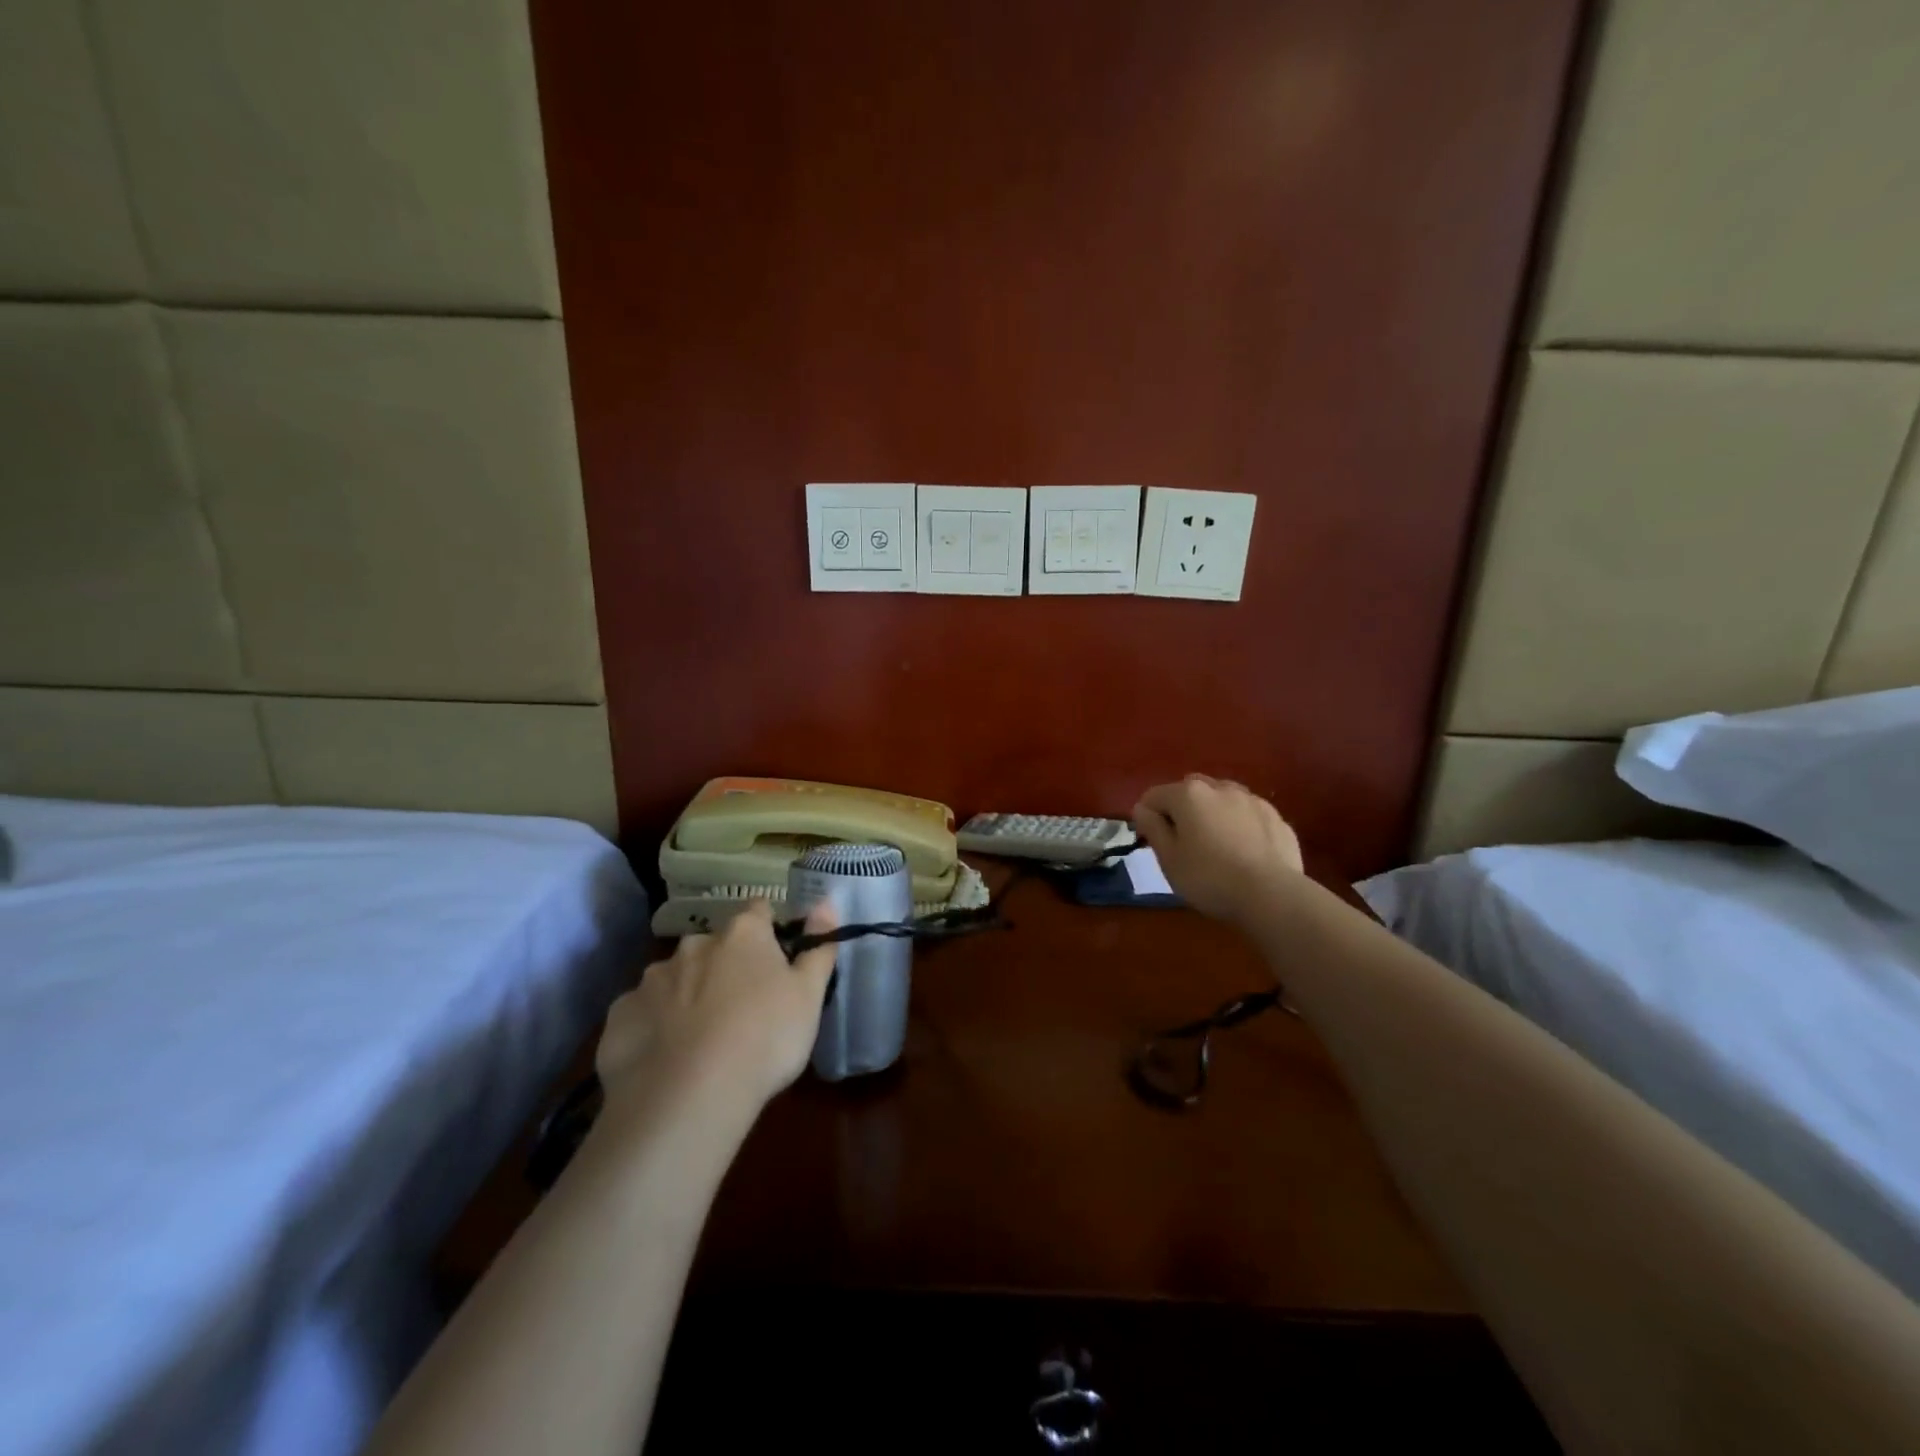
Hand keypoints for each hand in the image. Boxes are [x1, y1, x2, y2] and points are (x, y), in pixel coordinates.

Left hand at [595, 899, 838, 1118]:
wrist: (689, 1096)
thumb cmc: (766, 1037)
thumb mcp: (809, 996)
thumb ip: (818, 947)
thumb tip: (826, 902)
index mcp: (743, 934)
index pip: (759, 911)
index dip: (768, 931)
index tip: (775, 960)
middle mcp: (694, 944)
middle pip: (714, 946)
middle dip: (724, 966)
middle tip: (739, 1008)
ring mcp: (652, 979)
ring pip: (675, 978)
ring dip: (686, 995)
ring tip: (699, 1039)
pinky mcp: (620, 1016)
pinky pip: (642, 1013)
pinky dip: (654, 1027)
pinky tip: (664, 1058)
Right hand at [1133, 775, 1304, 926]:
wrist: (1272, 895)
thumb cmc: (1209, 878)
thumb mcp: (1168, 859)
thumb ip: (1152, 828)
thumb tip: (1142, 808)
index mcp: (1188, 794)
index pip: (1154, 796)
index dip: (1147, 817)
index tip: (1151, 842)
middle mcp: (1220, 788)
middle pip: (1190, 790)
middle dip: (1182, 809)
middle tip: (1183, 841)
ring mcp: (1252, 800)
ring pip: (1222, 798)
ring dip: (1213, 813)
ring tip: (1216, 844)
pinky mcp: (1276, 818)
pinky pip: (1248, 815)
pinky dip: (1240, 825)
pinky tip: (1244, 851)